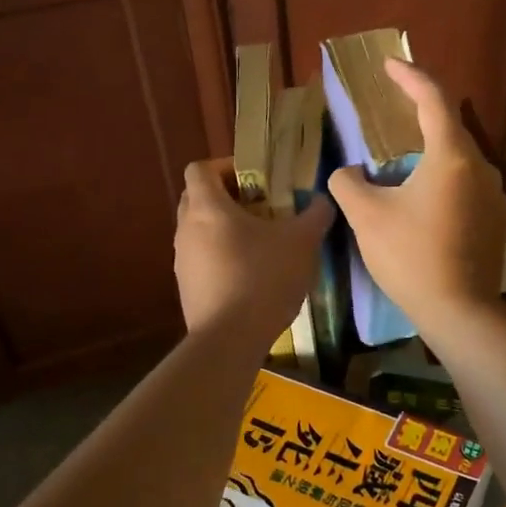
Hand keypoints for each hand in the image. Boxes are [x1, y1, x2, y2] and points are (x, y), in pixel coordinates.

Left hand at [173, 159, 331, 348]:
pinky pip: (203, 261)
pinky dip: (223, 259)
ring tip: (261, 244)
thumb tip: (323, 201)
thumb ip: (315, 215)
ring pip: (200, 232)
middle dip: (228, 198)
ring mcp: (182, 261)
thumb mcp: (302, 242)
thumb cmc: (263, 278)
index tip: (255, 178)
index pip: (200, 169)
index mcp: (207, 208)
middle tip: (262, 207)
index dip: (225, 166)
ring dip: (226, 231)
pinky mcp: (187, 289)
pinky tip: (251, 277)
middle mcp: (186, 229)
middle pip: (198, 199)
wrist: (230, 339)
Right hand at [328, 60, 505, 335]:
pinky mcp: (495, 220)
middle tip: (391, 109)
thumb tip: (346, 173)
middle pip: (449, 126)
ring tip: (402, 157)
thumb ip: (348, 184)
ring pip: (459, 158)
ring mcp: (494, 195)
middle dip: (420, 113)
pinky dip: (443, 176)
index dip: (410, 77)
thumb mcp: (367, 217)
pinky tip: (423, 196)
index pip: (433, 99)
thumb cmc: (411, 256)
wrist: (460, 311)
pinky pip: (466, 183)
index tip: (390, 65)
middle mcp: (480, 167)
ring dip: (430, 149)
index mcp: (451, 156)